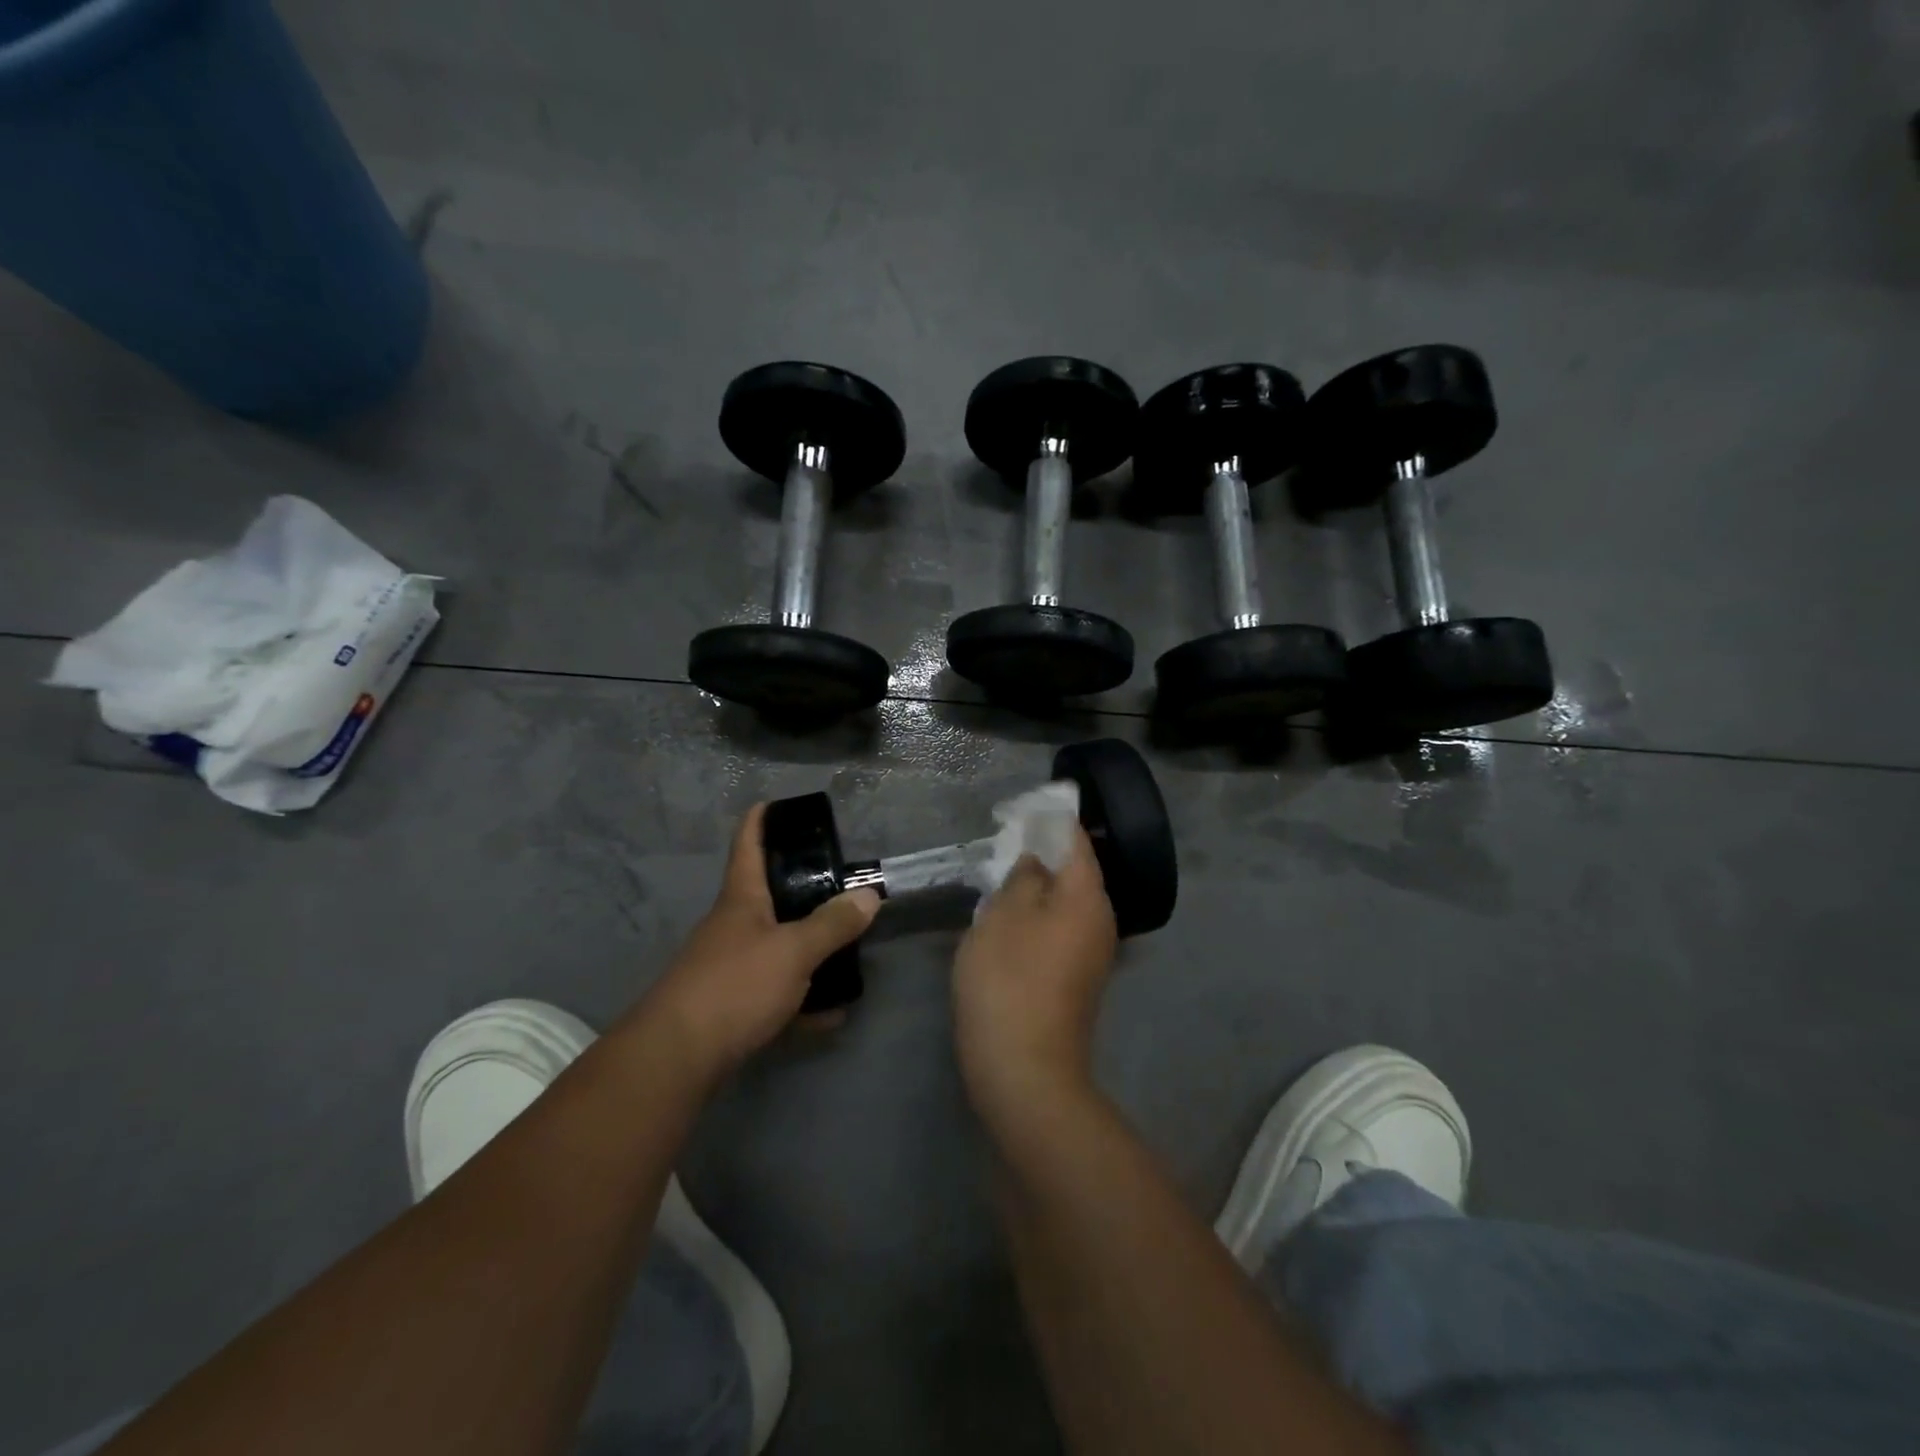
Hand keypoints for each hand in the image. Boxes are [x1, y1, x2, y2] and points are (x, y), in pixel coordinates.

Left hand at [641, 803, 879, 1075]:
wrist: (677, 1058)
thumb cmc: (735, 985)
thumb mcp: (793, 951)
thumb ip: (833, 924)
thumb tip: (869, 895)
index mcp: (742, 899)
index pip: (748, 844)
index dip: (761, 819)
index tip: (778, 803)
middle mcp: (733, 926)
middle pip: (769, 896)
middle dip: (804, 889)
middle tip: (842, 885)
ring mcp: (730, 966)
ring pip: (777, 946)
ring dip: (810, 950)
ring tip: (850, 952)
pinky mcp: (732, 1005)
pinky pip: (777, 993)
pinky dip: (804, 999)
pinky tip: (832, 1014)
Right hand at [952, 826, 1117, 1119]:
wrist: (1025, 1071)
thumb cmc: (1010, 980)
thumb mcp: (1003, 915)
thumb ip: (1022, 877)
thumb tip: (1037, 862)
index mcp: (1088, 896)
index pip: (1075, 840)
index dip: (1051, 819)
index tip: (1023, 807)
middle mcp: (1100, 921)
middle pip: (1074, 872)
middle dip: (1042, 853)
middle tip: (1004, 842)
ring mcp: (1092, 954)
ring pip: (1064, 903)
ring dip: (1036, 887)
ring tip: (1000, 878)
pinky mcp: (1076, 980)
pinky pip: (1059, 930)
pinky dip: (1037, 917)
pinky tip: (1007, 922)